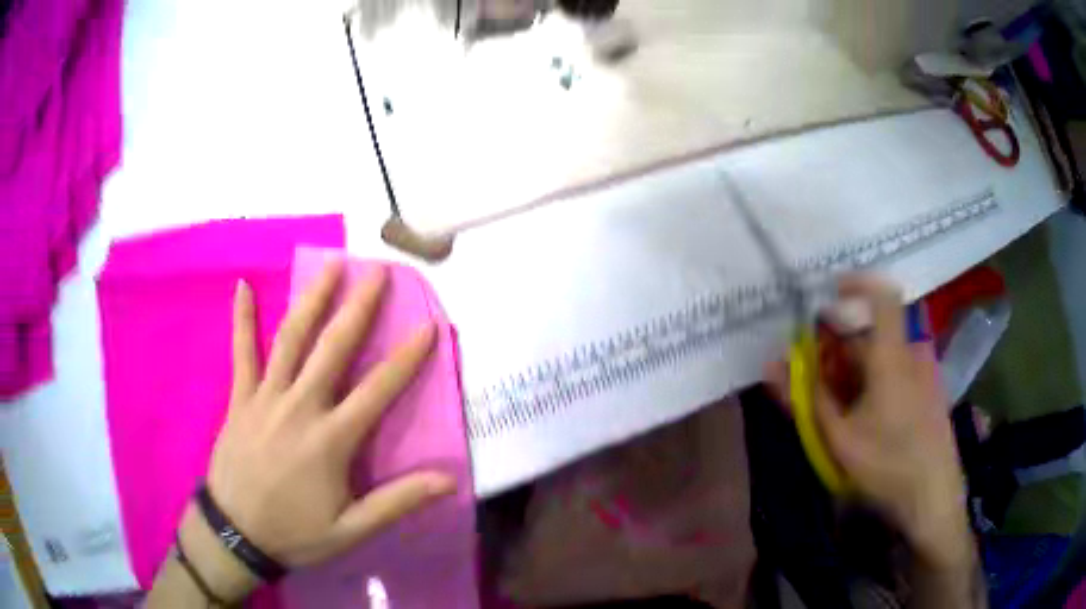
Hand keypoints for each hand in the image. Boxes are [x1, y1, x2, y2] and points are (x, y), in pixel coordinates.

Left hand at [190, 261, 455, 594]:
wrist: (237, 533)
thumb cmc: (295, 532)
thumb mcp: (352, 530)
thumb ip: (397, 502)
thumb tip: (448, 479)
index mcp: (331, 439)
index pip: (377, 390)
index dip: (406, 358)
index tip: (428, 326)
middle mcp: (300, 406)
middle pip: (332, 348)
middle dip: (358, 307)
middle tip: (376, 271)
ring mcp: (265, 397)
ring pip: (291, 338)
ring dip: (312, 299)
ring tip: (331, 265)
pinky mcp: (240, 397)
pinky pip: (241, 351)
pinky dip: (242, 318)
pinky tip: (242, 285)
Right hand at [768, 275, 969, 568]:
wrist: (932, 497)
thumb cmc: (886, 465)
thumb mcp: (838, 438)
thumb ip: (805, 400)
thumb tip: (772, 366)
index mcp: (891, 357)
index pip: (882, 295)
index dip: (856, 284)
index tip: (829, 295)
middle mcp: (910, 356)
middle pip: (871, 335)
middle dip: (838, 350)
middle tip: (815, 382)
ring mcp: (922, 374)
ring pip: (882, 357)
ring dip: (853, 372)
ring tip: (836, 410)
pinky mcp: (928, 393)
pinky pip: (896, 373)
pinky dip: (873, 384)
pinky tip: (863, 418)